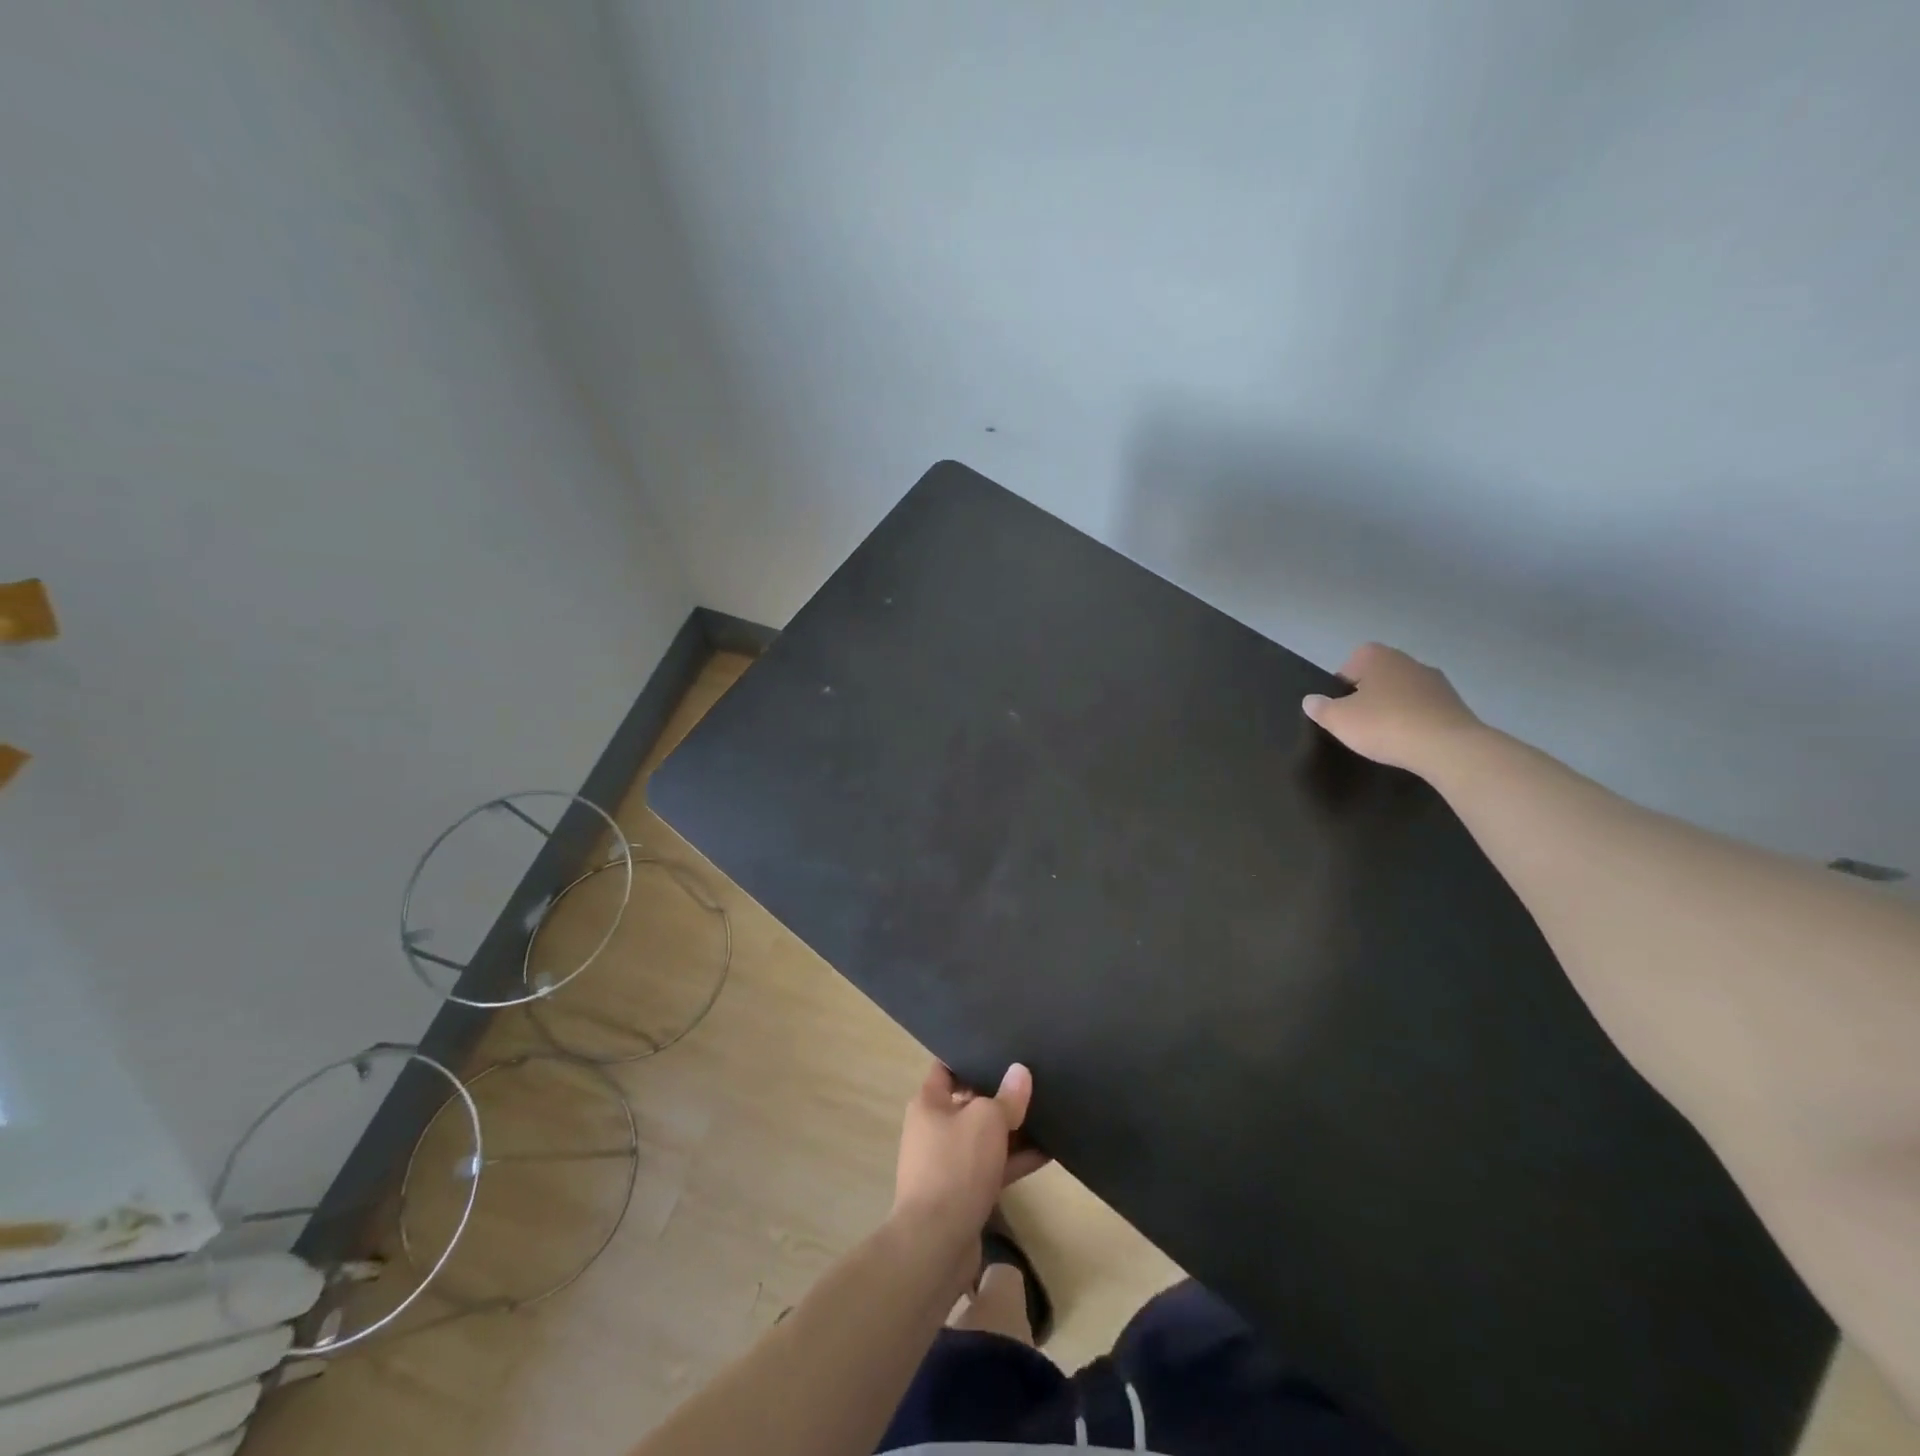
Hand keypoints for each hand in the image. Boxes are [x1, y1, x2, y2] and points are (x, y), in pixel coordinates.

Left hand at [892, 1062, 1047, 1250]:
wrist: (937, 1242)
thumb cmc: (956, 1165)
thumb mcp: (986, 1120)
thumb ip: (1006, 1096)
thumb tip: (1020, 1071)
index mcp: (929, 1102)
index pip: (948, 1067)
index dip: (971, 1056)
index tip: (1001, 1048)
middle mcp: (935, 1128)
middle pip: (971, 1102)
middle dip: (1000, 1094)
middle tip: (1034, 1080)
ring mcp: (949, 1162)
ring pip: (985, 1137)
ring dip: (1013, 1130)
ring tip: (1049, 1114)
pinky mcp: (964, 1192)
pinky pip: (993, 1166)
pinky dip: (1016, 1160)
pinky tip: (1048, 1153)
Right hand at [1302, 642, 1483, 774]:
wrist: (1447, 746)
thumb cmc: (1384, 725)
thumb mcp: (1338, 720)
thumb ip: (1321, 708)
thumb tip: (1311, 700)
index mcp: (1378, 657)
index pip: (1351, 663)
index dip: (1342, 685)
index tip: (1341, 708)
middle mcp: (1408, 660)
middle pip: (1379, 676)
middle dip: (1369, 696)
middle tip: (1360, 723)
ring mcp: (1436, 681)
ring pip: (1403, 692)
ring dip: (1394, 708)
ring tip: (1386, 735)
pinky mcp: (1455, 703)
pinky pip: (1425, 709)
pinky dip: (1415, 721)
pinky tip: (1410, 741)